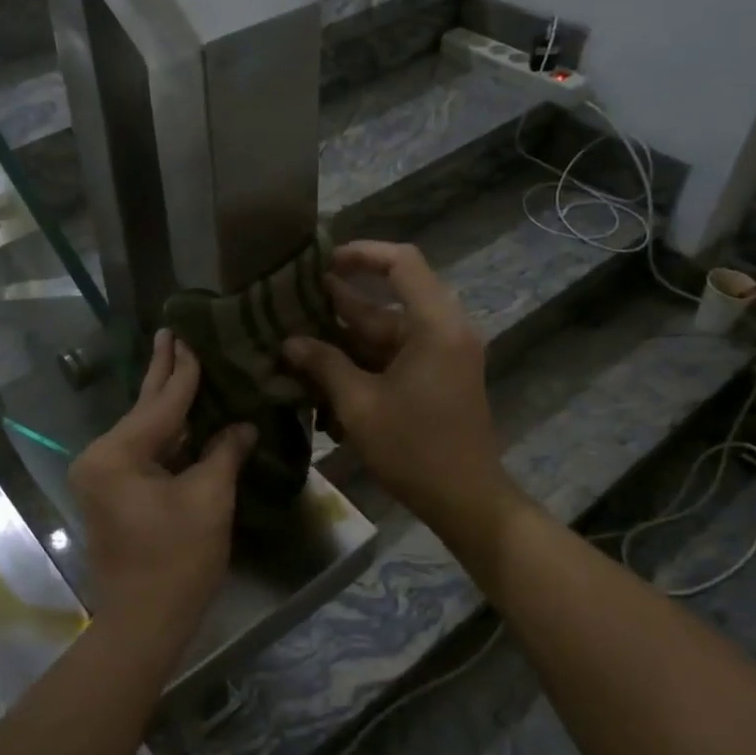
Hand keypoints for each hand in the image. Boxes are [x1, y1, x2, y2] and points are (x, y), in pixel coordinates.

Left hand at [68, 330, 255, 639]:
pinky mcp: (114, 493)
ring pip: (144, 430)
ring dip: (166, 403)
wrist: (144, 621)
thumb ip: (224, 453)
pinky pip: (144, 452)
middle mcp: (101, 458)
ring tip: (180, 362)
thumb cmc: (177, 559)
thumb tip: (242, 425)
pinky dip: (166, 434)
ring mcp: (104, 477)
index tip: (191, 337)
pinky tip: (184, 413)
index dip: (184, 372)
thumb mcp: (208, 499)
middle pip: (143, 409)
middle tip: (170, 333)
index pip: (160, 404)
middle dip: (162, 373)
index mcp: (117, 454)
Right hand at [283, 241, 515, 538]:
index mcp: (434, 325)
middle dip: (340, 303)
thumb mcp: (360, 405)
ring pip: (388, 332)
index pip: (402, 263)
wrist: (466, 500)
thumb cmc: (414, 448)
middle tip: (293, 303)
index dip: (361, 254)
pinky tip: (323, 373)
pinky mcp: (437, 377)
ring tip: (297, 338)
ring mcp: (442, 355)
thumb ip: (324, 365)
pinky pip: (396, 355)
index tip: (321, 263)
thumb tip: (289, 342)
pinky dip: (364, 360)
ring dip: (346, 337)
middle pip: (389, 300)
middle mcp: (444, 330)